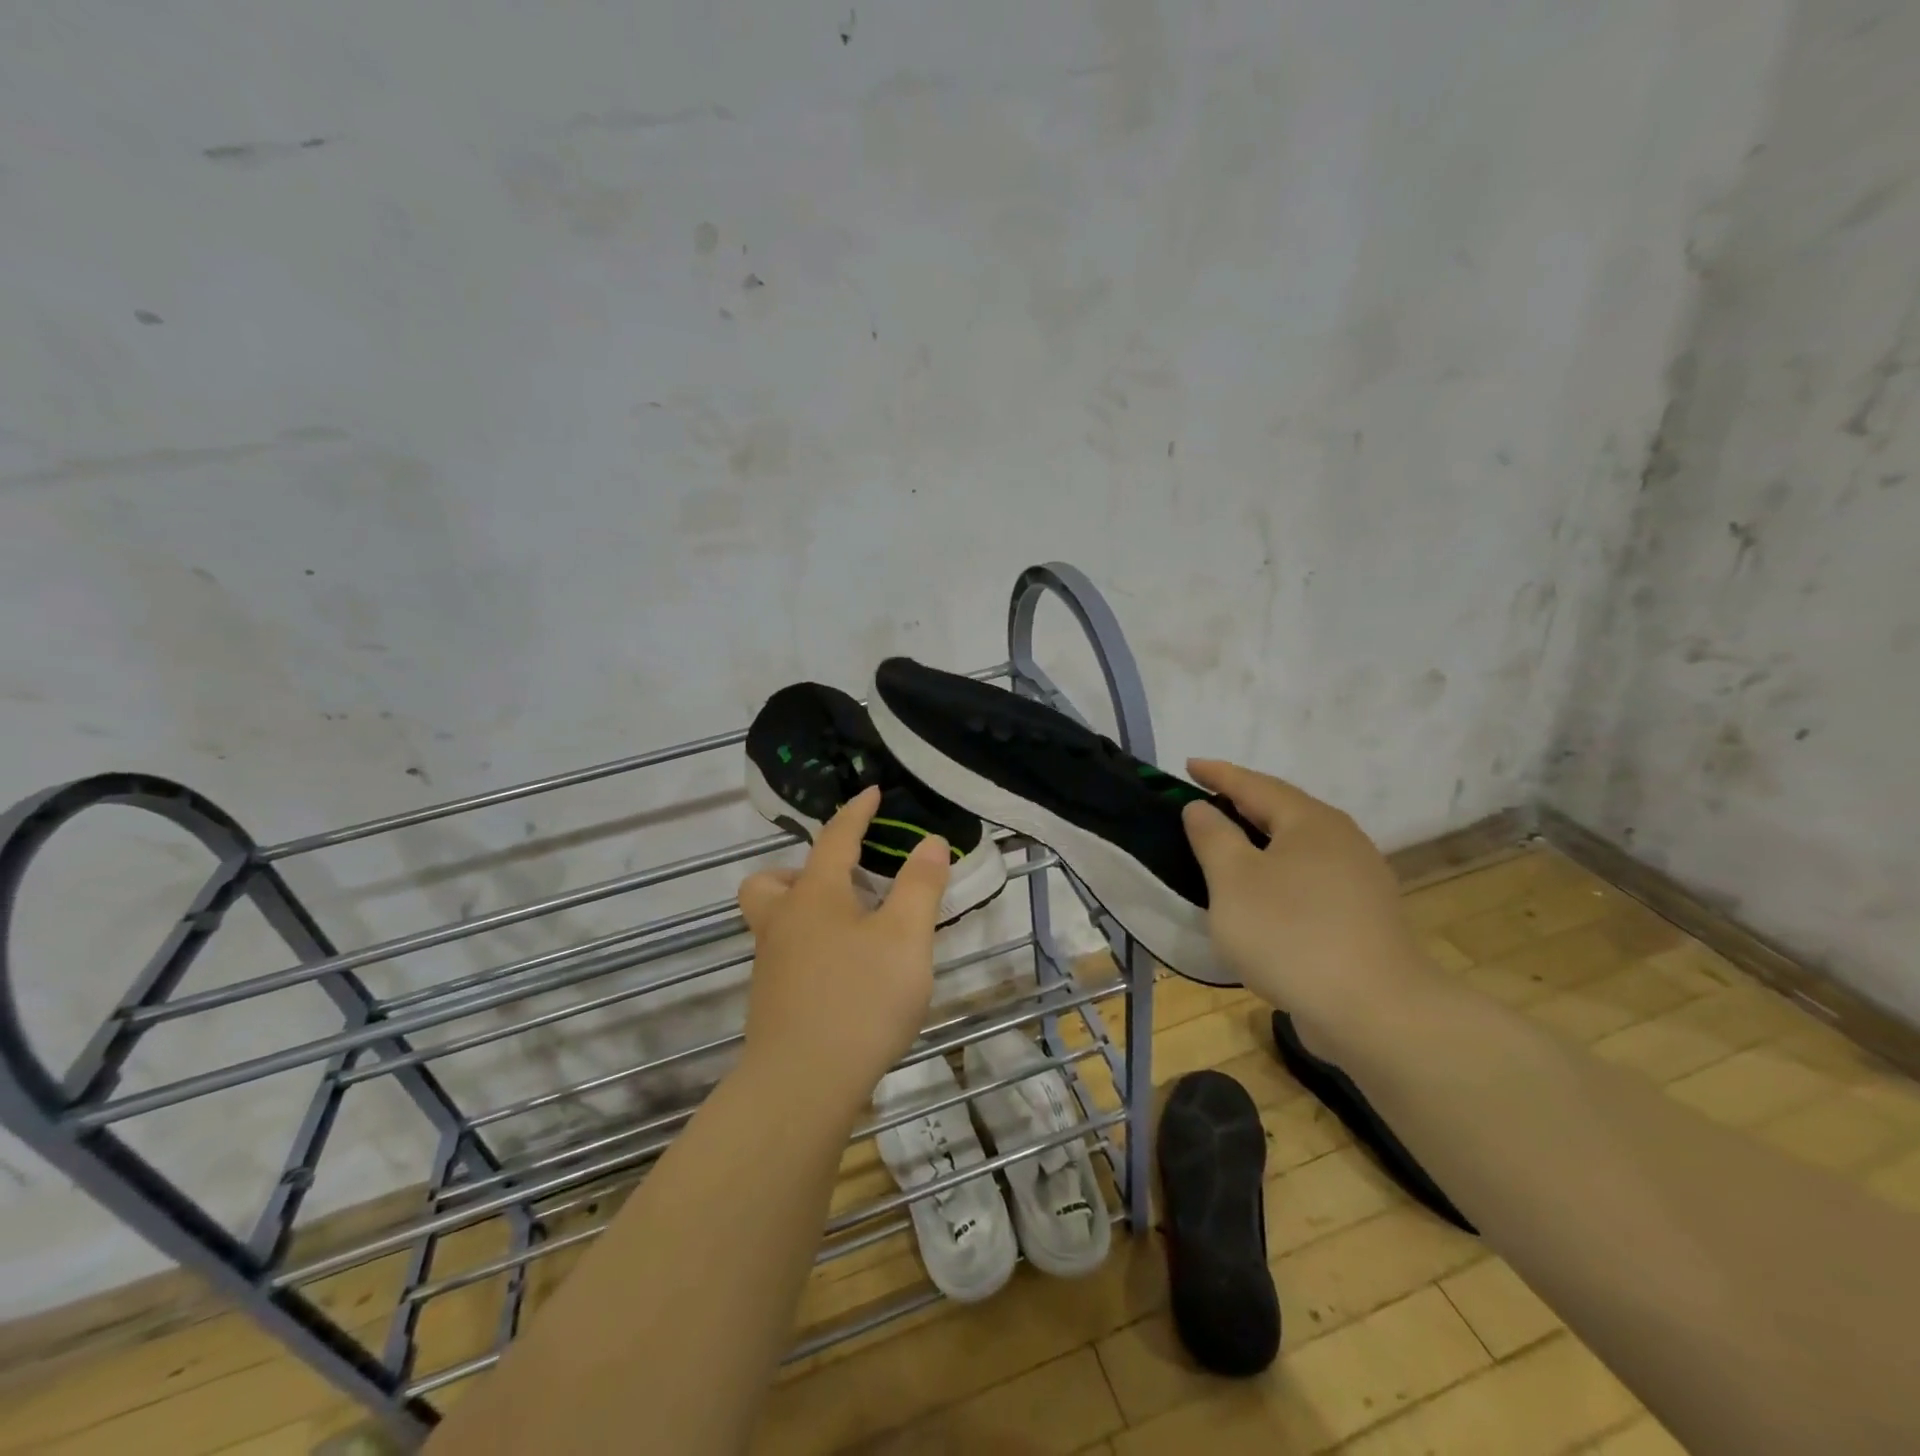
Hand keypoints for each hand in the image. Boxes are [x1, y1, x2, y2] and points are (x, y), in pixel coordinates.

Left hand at [736, 786, 948, 1112]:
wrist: (803, 1084)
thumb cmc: (860, 998)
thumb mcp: (905, 937)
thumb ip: (920, 886)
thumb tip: (930, 841)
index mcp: (815, 895)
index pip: (835, 838)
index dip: (856, 812)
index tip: (871, 793)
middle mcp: (783, 922)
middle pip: (771, 880)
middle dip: (801, 870)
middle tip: (842, 883)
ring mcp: (770, 964)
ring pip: (774, 920)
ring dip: (804, 910)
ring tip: (851, 928)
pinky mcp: (771, 1002)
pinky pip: (785, 954)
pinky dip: (810, 947)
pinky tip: (845, 973)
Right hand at [1181, 759, 1437, 1044]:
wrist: (1375, 1012)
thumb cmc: (1291, 934)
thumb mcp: (1233, 880)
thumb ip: (1213, 837)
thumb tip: (1202, 808)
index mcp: (1310, 822)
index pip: (1255, 785)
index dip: (1218, 774)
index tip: (1189, 765)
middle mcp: (1342, 840)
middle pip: (1283, 811)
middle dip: (1243, 804)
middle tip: (1205, 802)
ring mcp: (1360, 880)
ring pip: (1299, 847)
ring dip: (1261, 841)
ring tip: (1230, 846)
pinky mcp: (1364, 917)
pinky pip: (1310, 878)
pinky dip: (1279, 874)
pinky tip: (1264, 895)